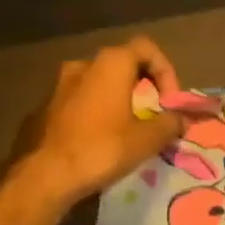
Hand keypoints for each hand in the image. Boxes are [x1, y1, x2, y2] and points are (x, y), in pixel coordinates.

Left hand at [16, 36, 185, 206]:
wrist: (41, 176)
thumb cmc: (101, 149)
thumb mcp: (148, 139)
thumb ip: (171, 123)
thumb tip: (183, 119)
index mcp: (110, 64)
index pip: (147, 48)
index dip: (166, 71)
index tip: (169, 101)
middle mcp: (82, 65)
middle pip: (123, 64)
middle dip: (143, 86)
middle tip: (153, 114)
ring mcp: (58, 85)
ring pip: (99, 83)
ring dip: (118, 99)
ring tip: (127, 128)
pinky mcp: (43, 107)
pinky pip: (80, 100)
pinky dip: (96, 111)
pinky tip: (99, 140)